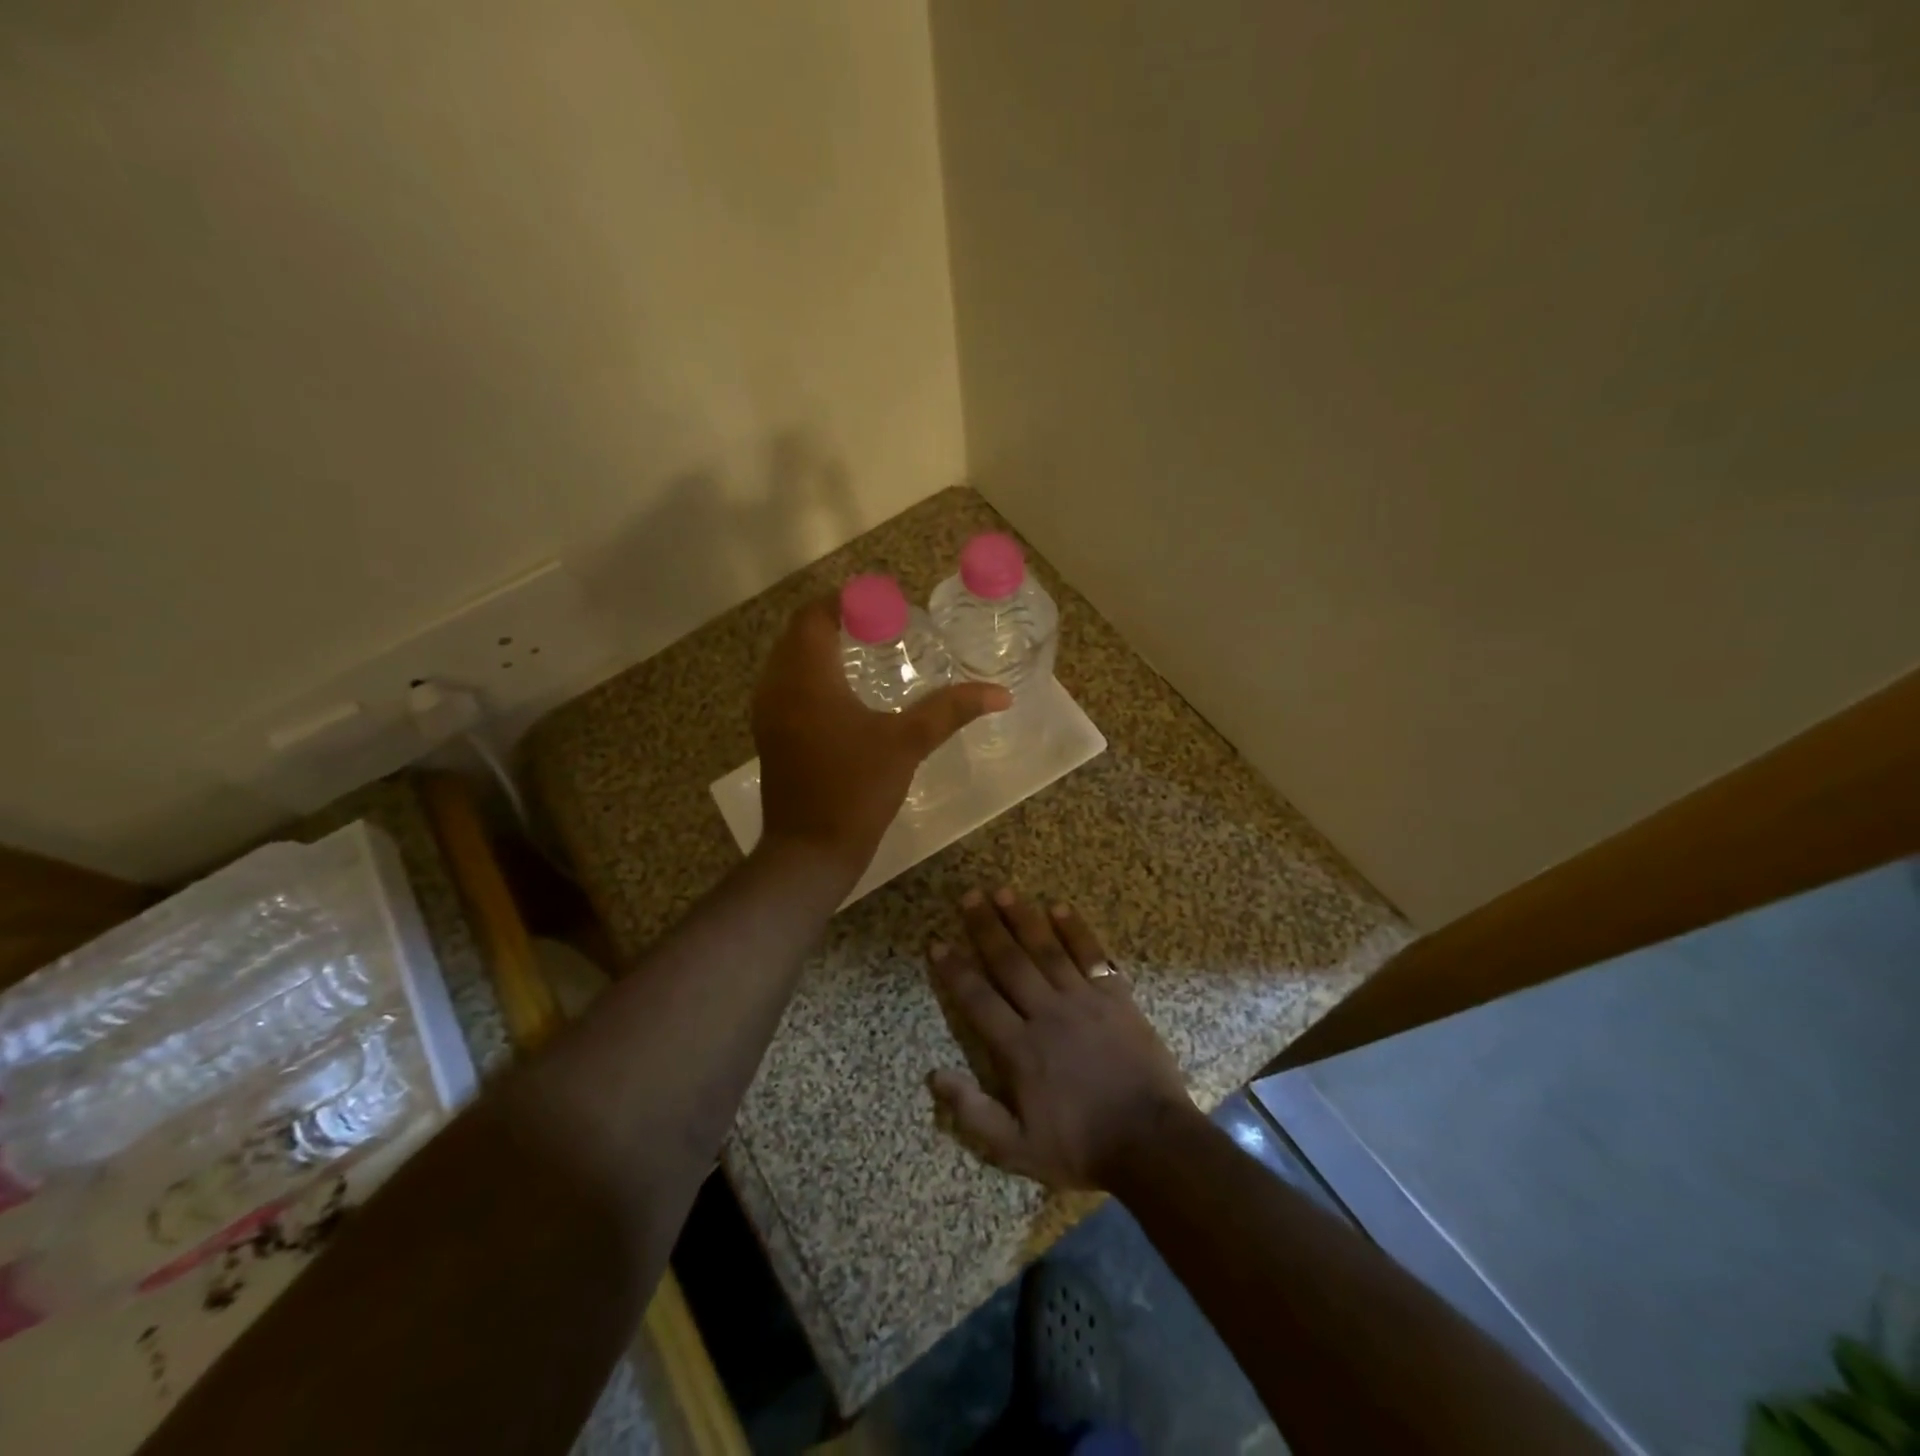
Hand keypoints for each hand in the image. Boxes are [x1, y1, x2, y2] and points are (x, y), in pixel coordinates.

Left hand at [752, 595, 1009, 875]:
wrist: (810, 852)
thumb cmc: (856, 790)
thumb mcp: (907, 744)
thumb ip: (950, 710)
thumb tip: (1000, 693)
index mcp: (806, 678)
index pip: (815, 616)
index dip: (847, 601)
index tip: (884, 603)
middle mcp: (777, 686)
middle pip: (799, 633)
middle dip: (836, 620)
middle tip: (881, 624)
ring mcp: (768, 712)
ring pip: (789, 659)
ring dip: (820, 647)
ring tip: (866, 649)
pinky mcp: (770, 734)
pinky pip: (786, 684)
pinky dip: (811, 673)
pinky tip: (844, 691)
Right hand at [926, 887, 1198, 1189]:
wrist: (1152, 1142)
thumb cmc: (1081, 1146)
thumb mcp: (1018, 1149)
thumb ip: (974, 1113)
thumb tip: (934, 1075)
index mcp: (1020, 1049)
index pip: (978, 1000)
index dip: (955, 971)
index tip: (937, 943)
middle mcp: (1046, 1014)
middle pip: (1009, 962)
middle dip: (986, 928)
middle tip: (969, 896)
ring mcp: (1083, 1001)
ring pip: (1046, 951)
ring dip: (1024, 919)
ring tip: (1004, 891)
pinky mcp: (1116, 998)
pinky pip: (1092, 956)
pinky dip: (1076, 931)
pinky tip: (1060, 908)